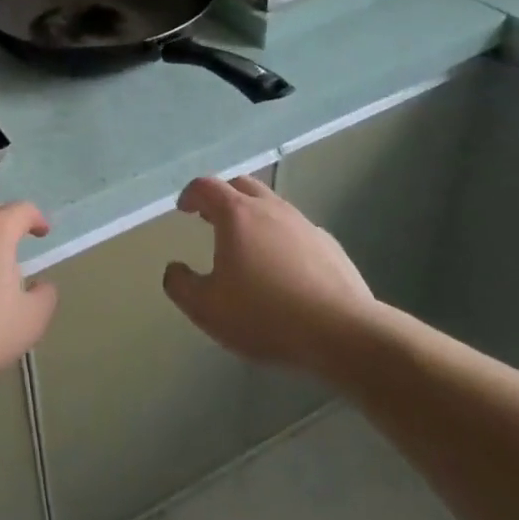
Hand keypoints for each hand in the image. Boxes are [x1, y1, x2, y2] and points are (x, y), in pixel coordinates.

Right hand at [163, 175, 380, 376]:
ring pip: (272, 206)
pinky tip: (283, 269)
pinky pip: (297, 231)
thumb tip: (174, 269)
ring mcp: (305, 225)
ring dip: (253, 216)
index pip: (206, 186)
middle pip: (242, 185)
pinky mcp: (330, 247)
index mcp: (237, 215)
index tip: (183, 209)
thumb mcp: (207, 309)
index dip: (190, 194)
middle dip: (222, 197)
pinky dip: (281, 238)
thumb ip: (181, 285)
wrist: (344, 334)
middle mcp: (271, 209)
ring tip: (246, 246)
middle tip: (211, 219)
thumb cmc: (266, 316)